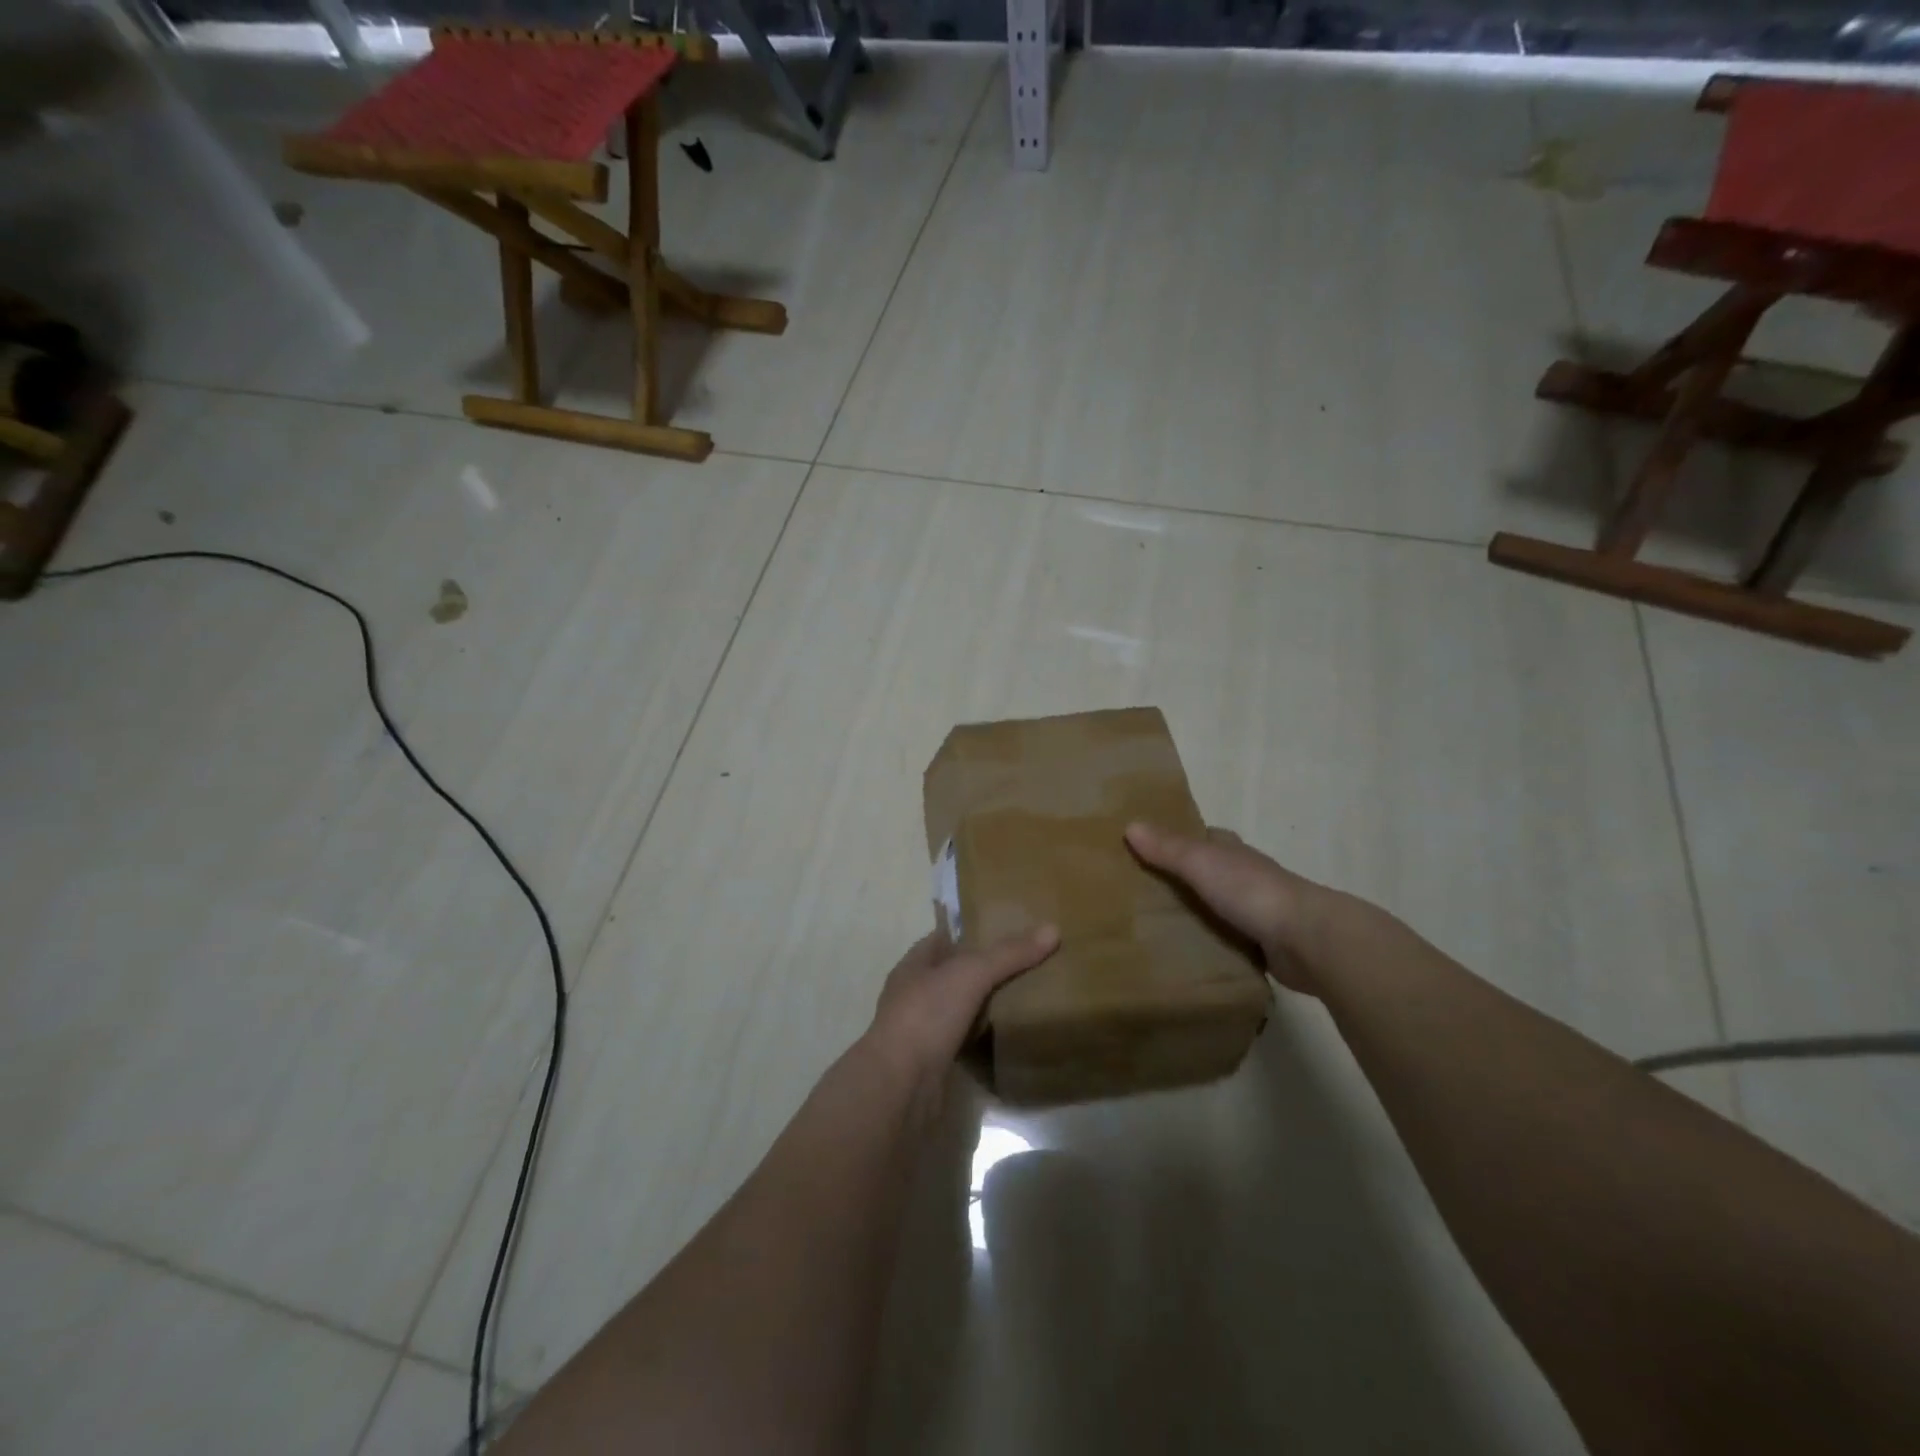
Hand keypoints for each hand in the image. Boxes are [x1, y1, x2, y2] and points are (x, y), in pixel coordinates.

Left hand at [867, 926, 1059, 1091]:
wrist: (900, 1087)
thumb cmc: (927, 1016)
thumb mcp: (970, 974)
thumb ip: (1008, 954)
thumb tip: (1052, 929)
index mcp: (914, 965)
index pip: (945, 937)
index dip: (973, 931)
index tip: (1009, 929)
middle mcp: (915, 993)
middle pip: (955, 973)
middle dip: (986, 969)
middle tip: (1028, 963)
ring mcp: (923, 1029)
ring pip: (961, 1007)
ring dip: (986, 1004)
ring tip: (1026, 996)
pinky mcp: (934, 1061)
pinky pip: (965, 1039)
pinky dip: (984, 1036)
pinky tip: (1009, 1034)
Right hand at [1125, 822, 1324, 993]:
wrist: (1306, 940)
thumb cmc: (1251, 891)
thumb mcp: (1201, 862)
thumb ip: (1167, 848)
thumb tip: (1130, 825)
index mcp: (1233, 852)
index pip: (1206, 837)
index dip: (1180, 838)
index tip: (1149, 846)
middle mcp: (1246, 877)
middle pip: (1209, 872)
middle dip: (1183, 878)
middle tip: (1142, 890)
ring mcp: (1256, 912)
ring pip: (1217, 907)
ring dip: (1196, 912)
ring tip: (1154, 925)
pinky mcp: (1262, 945)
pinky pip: (1227, 940)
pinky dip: (1210, 943)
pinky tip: (1185, 953)